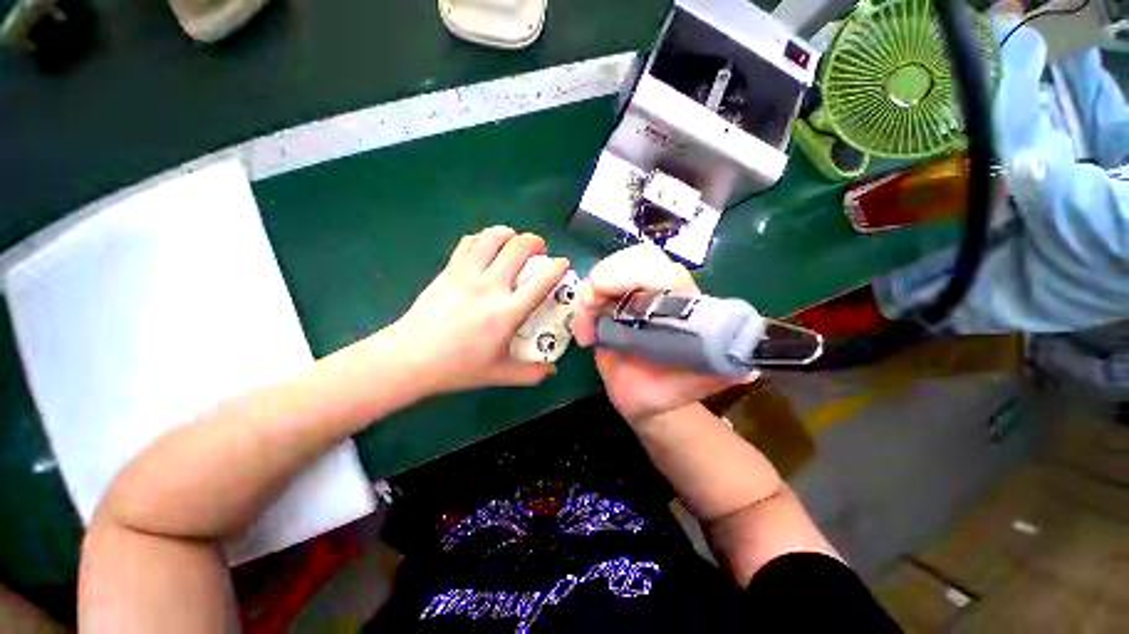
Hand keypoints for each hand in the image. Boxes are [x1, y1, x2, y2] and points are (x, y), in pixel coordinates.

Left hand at [390, 226, 568, 394]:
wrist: (410, 357)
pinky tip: (487, 247)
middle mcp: (490, 287)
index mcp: (507, 313)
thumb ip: (531, 373)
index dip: (558, 267)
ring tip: (515, 241)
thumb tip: (553, 370)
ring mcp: (467, 274)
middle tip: (540, 249)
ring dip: (511, 234)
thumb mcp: (500, 375)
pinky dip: (484, 238)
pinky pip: (470, 242)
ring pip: (494, 237)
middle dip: (536, 242)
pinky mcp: (449, 269)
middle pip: (519, 248)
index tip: (563, 264)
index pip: (542, 282)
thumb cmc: (458, 368)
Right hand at [573, 244, 742, 423]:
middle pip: (634, 258)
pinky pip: (591, 293)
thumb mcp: (695, 384)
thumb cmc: (671, 389)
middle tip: (590, 303)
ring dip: (589, 294)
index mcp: (684, 305)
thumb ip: (718, 375)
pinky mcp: (611, 305)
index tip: (604, 292)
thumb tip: (746, 369)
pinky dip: (581, 311)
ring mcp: (632, 296)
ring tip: (586, 331)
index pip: (664, 270)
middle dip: (607, 274)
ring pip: (608, 270)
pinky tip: (585, 336)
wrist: (644, 397)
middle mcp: (659, 293)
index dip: (634, 273)